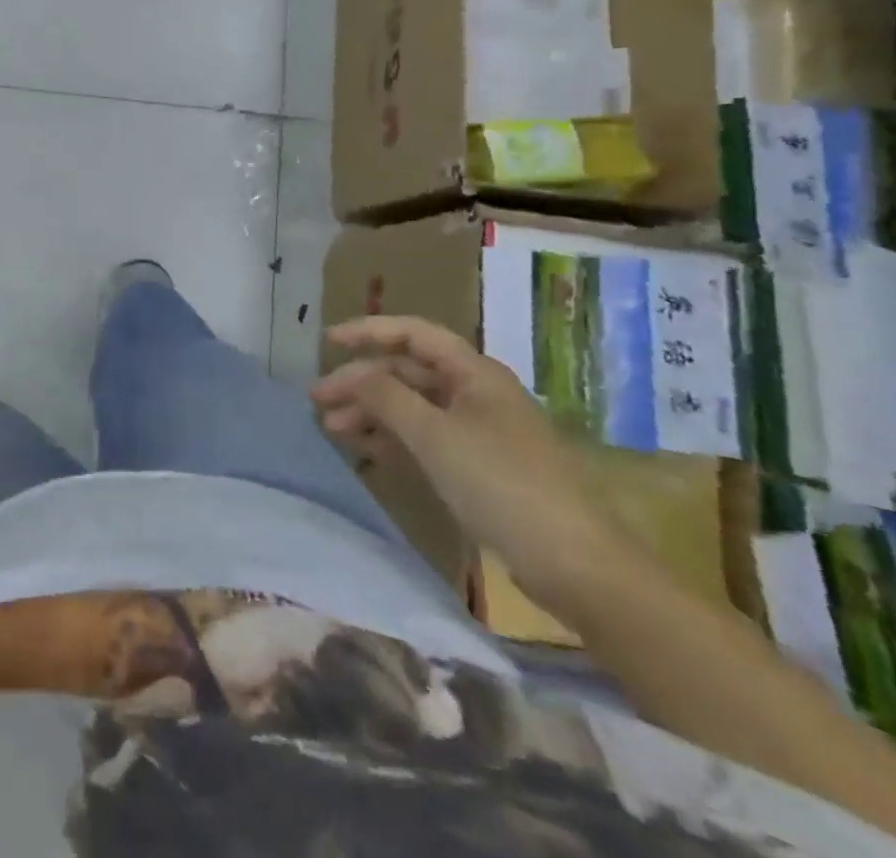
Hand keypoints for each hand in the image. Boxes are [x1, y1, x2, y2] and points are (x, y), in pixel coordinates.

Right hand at [313, 316, 644, 616]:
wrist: (576, 565)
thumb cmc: (501, 484)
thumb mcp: (434, 435)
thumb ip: (385, 396)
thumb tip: (351, 373)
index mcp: (474, 373)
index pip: (413, 334)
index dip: (368, 331)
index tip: (327, 342)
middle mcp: (476, 392)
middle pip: (408, 372)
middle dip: (362, 382)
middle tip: (319, 400)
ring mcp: (480, 430)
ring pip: (414, 406)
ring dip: (372, 412)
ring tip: (332, 429)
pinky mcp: (480, 466)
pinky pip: (426, 437)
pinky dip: (394, 438)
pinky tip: (366, 450)